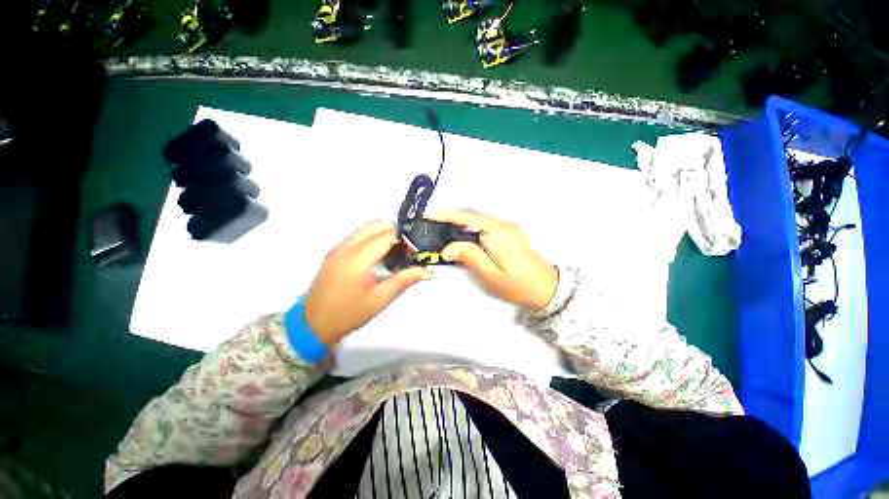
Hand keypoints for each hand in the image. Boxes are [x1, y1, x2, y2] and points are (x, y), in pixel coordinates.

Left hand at [304, 222, 432, 345]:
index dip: (404, 238)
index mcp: (358, 259)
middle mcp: (346, 247)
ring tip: (396, 250)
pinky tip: (379, 255)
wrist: (313, 324)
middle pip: (375, 225)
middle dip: (394, 231)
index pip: (386, 235)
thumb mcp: (381, 299)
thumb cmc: (350, 314)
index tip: (416, 248)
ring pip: (365, 228)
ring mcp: (338, 248)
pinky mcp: (334, 252)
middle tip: (407, 248)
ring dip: (382, 233)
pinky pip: (357, 236)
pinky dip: (371, 238)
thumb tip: (429, 272)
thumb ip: (405, 280)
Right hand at [432, 210, 557, 310]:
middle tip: (433, 226)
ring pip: (479, 218)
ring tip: (444, 231)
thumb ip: (469, 257)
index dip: (447, 214)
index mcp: (497, 232)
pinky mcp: (510, 232)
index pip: (467, 216)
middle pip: (472, 214)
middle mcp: (503, 224)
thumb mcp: (490, 275)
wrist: (548, 288)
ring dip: (461, 221)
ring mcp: (508, 226)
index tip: (430, 216)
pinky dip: (471, 226)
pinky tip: (464, 237)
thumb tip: (447, 248)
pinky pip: (486, 224)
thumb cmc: (517, 285)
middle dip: (452, 217)